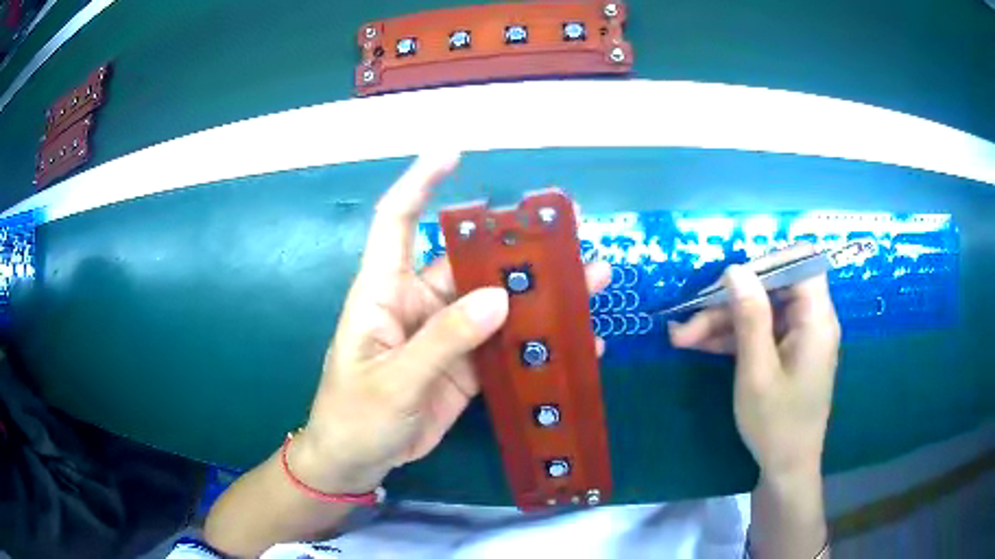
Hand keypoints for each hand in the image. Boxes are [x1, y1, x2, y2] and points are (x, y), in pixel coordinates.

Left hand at [292, 153, 610, 492]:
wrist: (358, 462)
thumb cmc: (354, 416)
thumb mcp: (393, 382)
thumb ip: (444, 342)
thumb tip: (499, 298)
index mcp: (384, 293)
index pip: (397, 222)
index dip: (420, 184)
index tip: (452, 154)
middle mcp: (418, 304)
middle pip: (470, 264)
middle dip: (516, 248)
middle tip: (567, 233)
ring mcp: (446, 336)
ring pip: (496, 304)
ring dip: (539, 295)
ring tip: (589, 281)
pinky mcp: (464, 367)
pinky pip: (504, 346)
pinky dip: (537, 343)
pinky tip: (575, 342)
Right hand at [669, 247, 840, 478]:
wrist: (786, 468)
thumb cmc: (776, 424)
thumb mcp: (757, 372)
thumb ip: (749, 317)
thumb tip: (735, 268)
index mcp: (816, 320)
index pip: (801, 263)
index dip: (767, 261)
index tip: (729, 278)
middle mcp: (811, 320)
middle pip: (772, 289)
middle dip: (729, 301)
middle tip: (688, 320)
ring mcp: (798, 337)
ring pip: (760, 311)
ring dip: (722, 321)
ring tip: (681, 337)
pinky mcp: (786, 352)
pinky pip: (759, 332)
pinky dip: (732, 338)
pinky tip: (699, 345)